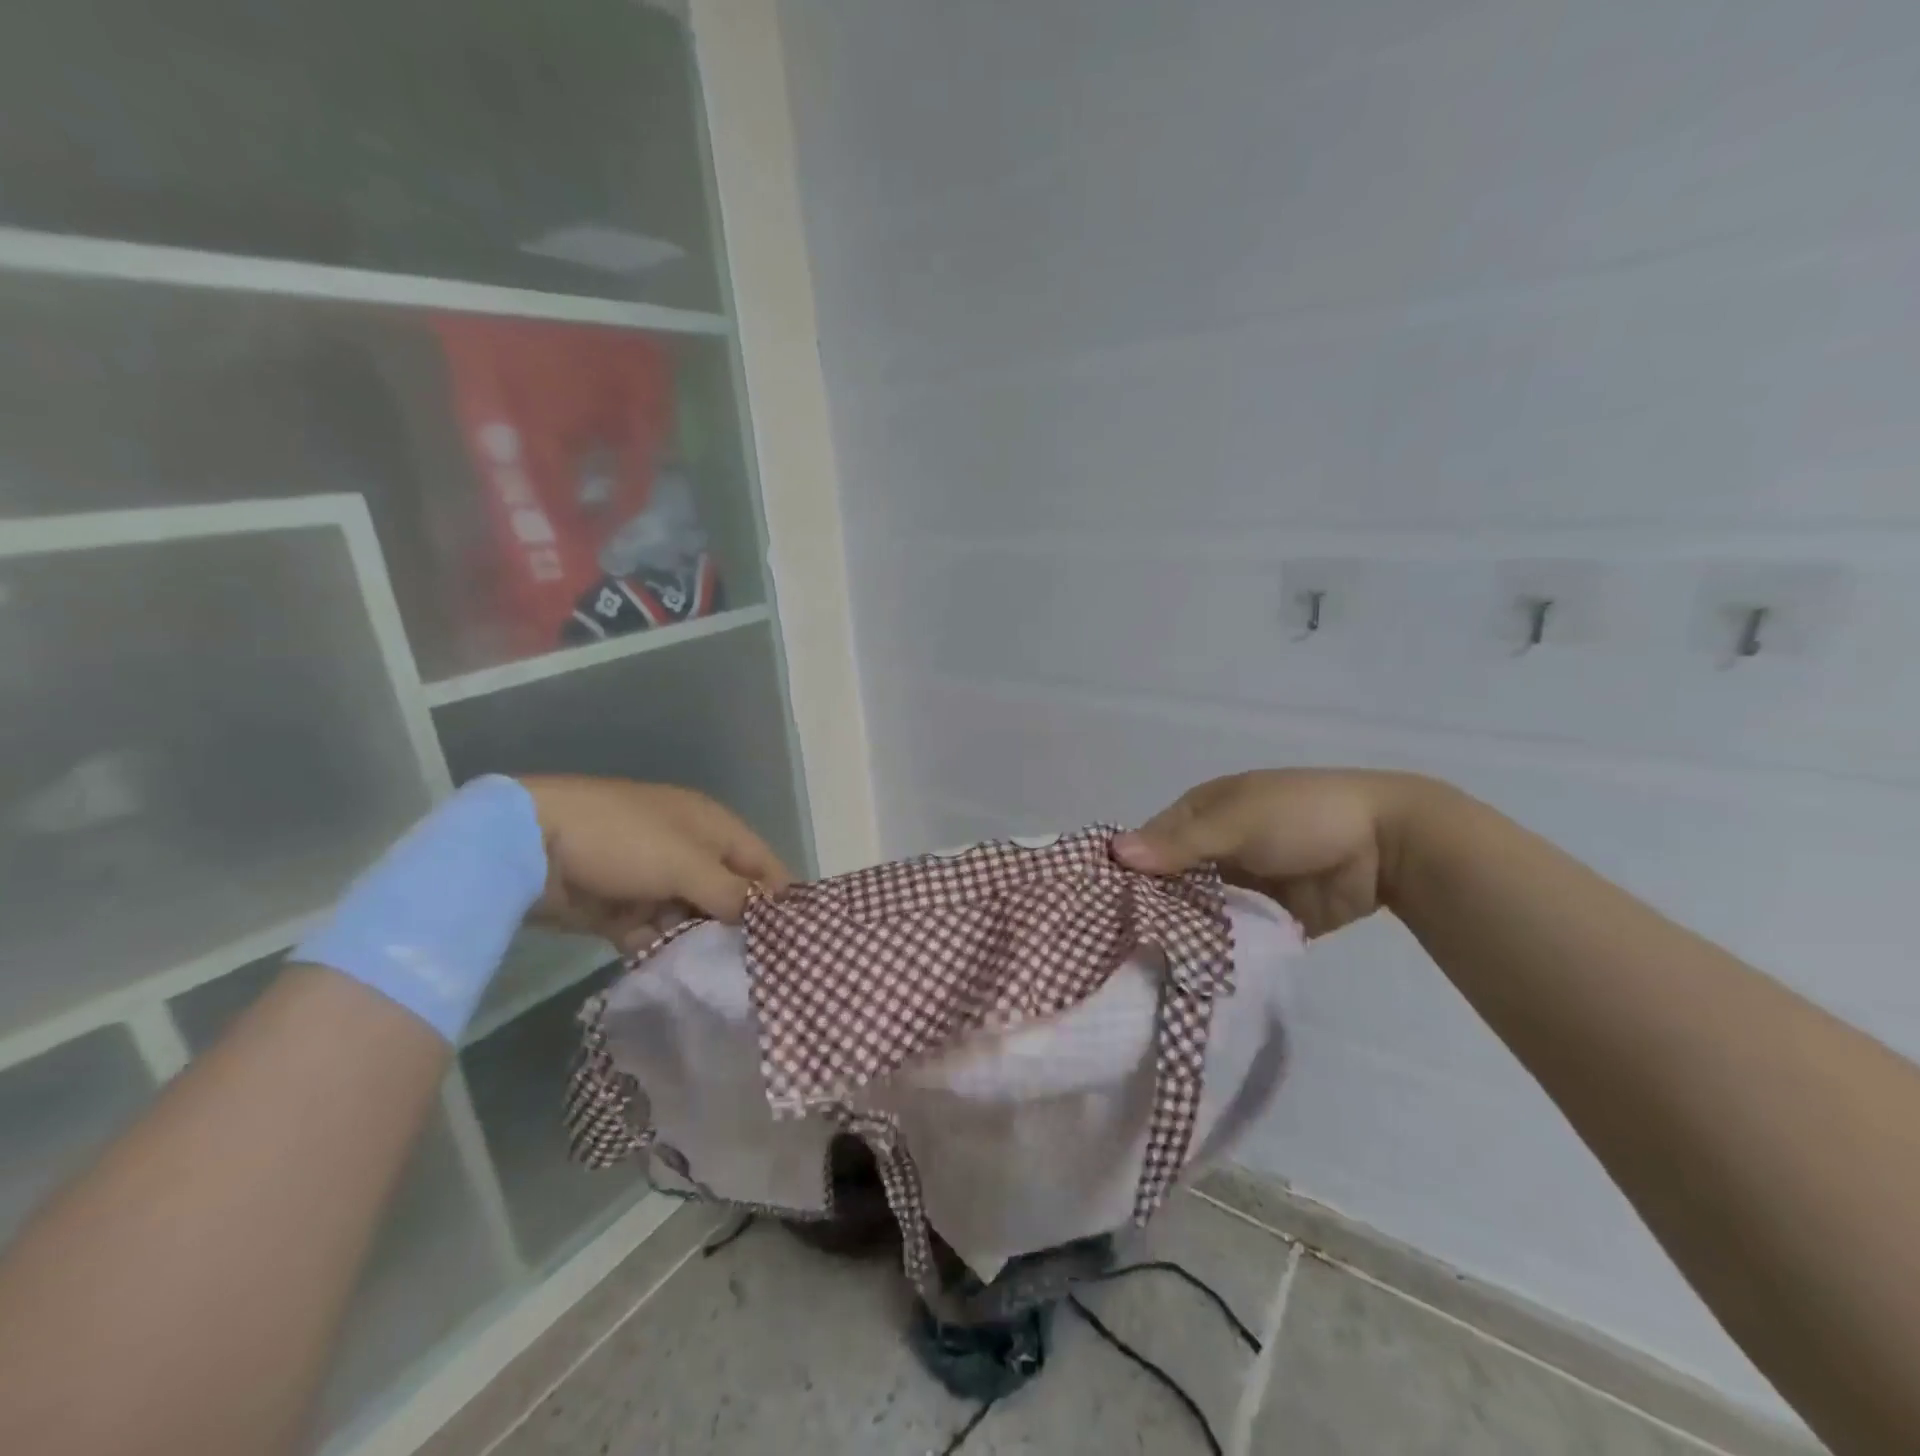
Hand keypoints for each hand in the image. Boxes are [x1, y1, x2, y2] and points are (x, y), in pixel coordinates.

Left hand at [519, 776, 791, 951]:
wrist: (532, 843)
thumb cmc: (625, 840)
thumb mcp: (686, 863)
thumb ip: (730, 893)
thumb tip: (764, 917)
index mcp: (712, 827)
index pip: (761, 861)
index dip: (779, 895)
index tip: (794, 938)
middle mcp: (689, 851)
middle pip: (728, 892)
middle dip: (739, 926)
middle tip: (757, 969)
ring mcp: (654, 879)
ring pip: (692, 916)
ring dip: (700, 942)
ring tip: (718, 979)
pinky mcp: (622, 907)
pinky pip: (655, 932)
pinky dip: (662, 949)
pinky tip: (674, 976)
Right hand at [1113, 769, 1428, 938]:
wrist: (1388, 844)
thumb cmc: (1301, 816)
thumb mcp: (1236, 822)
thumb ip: (1179, 844)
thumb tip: (1114, 853)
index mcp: (1202, 813)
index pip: (1150, 844)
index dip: (1128, 873)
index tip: (1103, 910)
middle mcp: (1214, 848)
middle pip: (1171, 882)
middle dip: (1153, 909)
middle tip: (1121, 948)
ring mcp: (1242, 884)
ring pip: (1199, 911)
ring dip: (1183, 932)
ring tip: (1148, 968)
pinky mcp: (1267, 917)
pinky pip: (1233, 934)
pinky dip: (1217, 948)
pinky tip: (1191, 973)